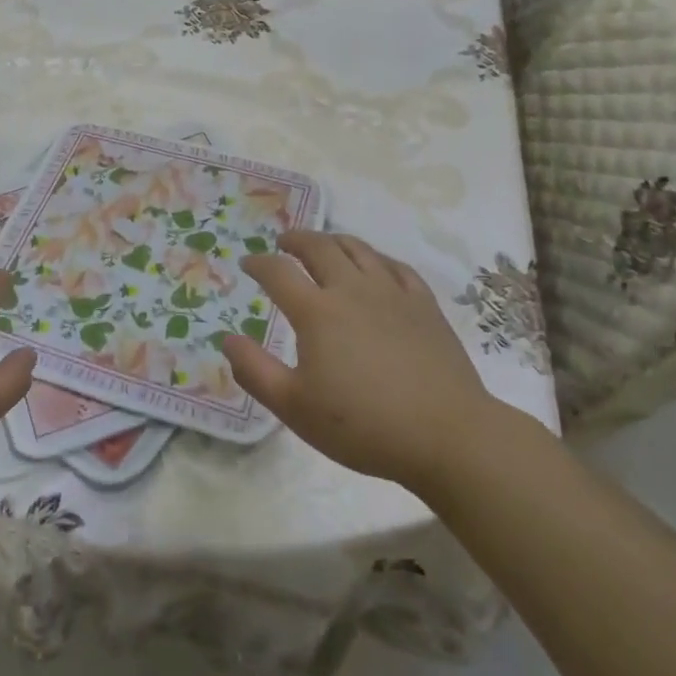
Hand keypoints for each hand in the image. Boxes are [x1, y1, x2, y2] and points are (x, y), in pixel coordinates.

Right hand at [222, 231, 501, 490]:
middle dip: (296, 239)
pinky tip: (375, 266)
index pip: (278, 272)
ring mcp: (392, 293)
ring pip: (358, 249)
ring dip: (333, 241)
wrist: (447, 435)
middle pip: (319, 247)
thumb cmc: (363, 425)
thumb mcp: (295, 407)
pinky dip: (376, 258)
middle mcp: (352, 289)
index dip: (259, 263)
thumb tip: (227, 339)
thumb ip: (255, 371)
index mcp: (317, 311)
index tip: (248, 263)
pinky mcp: (424, 305)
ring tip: (324, 244)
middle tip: (283, 242)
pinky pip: (395, 266)